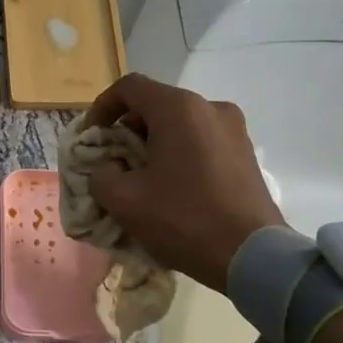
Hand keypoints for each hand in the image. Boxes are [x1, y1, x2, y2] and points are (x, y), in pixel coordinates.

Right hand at [79, 74, 287, 291]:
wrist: (251, 255)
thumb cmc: (182, 220)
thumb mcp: (123, 201)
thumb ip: (100, 175)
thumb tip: (107, 169)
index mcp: (179, 109)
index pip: (129, 87)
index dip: (102, 107)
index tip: (91, 137)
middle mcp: (210, 108)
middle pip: (156, 105)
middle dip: (128, 131)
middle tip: (113, 163)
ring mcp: (234, 130)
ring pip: (180, 125)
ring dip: (154, 144)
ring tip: (142, 179)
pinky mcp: (246, 154)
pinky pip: (201, 142)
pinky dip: (179, 155)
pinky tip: (172, 189)